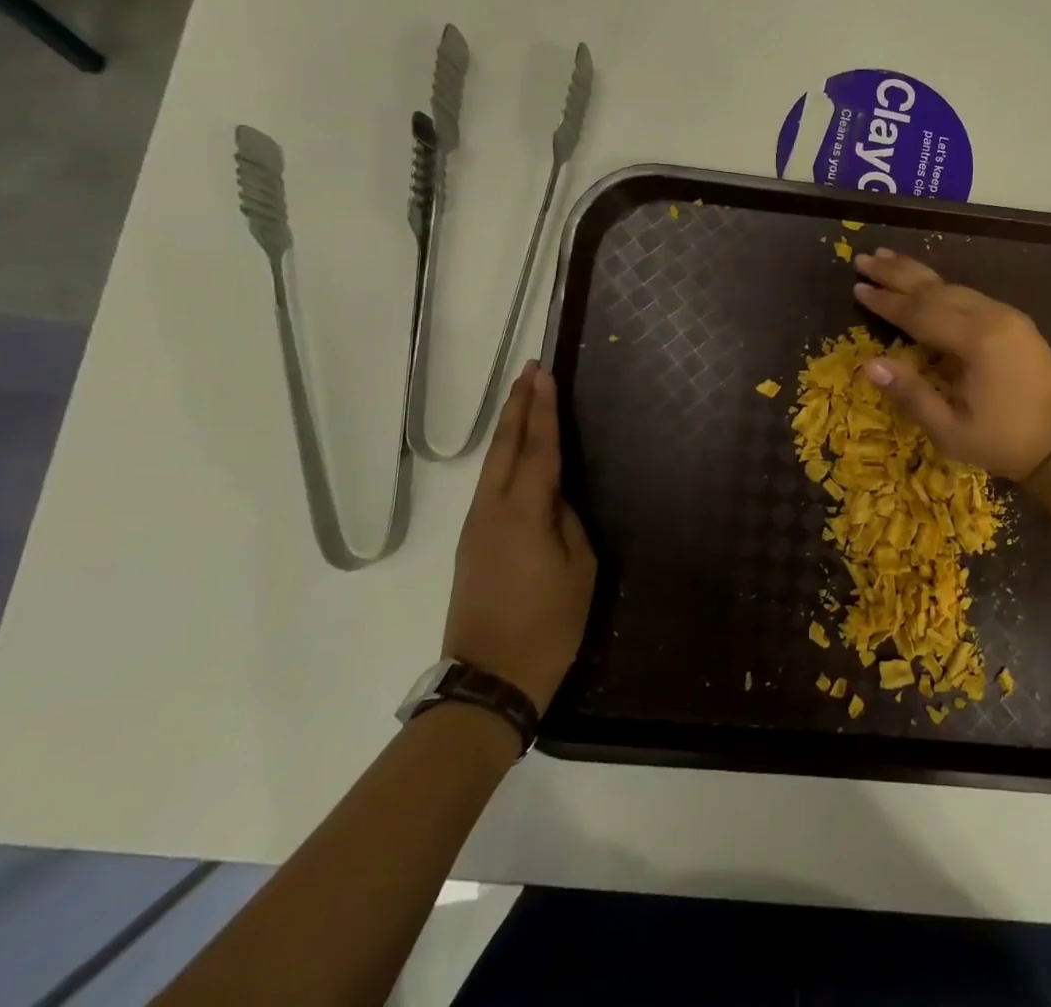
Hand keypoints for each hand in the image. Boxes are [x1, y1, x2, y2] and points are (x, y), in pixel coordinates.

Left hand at [443, 363, 596, 714]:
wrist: (490, 681)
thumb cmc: (548, 625)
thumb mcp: (579, 569)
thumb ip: (568, 522)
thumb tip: (555, 498)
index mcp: (524, 513)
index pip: (537, 448)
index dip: (543, 409)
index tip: (545, 374)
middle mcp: (492, 511)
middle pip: (504, 447)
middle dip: (518, 406)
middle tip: (531, 371)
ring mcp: (475, 528)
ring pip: (492, 465)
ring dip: (508, 428)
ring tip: (524, 400)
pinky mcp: (471, 545)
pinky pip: (489, 487)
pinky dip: (504, 458)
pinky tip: (515, 454)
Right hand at [852, 249, 1050, 481]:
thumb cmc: (1004, 442)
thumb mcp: (951, 430)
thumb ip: (911, 394)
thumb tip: (869, 365)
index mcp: (977, 341)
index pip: (920, 313)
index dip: (886, 302)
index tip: (857, 287)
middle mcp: (993, 317)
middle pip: (936, 289)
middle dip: (896, 274)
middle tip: (863, 258)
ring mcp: (1008, 315)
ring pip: (954, 286)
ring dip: (918, 274)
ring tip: (887, 257)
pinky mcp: (1016, 322)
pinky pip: (970, 295)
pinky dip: (942, 286)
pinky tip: (927, 284)